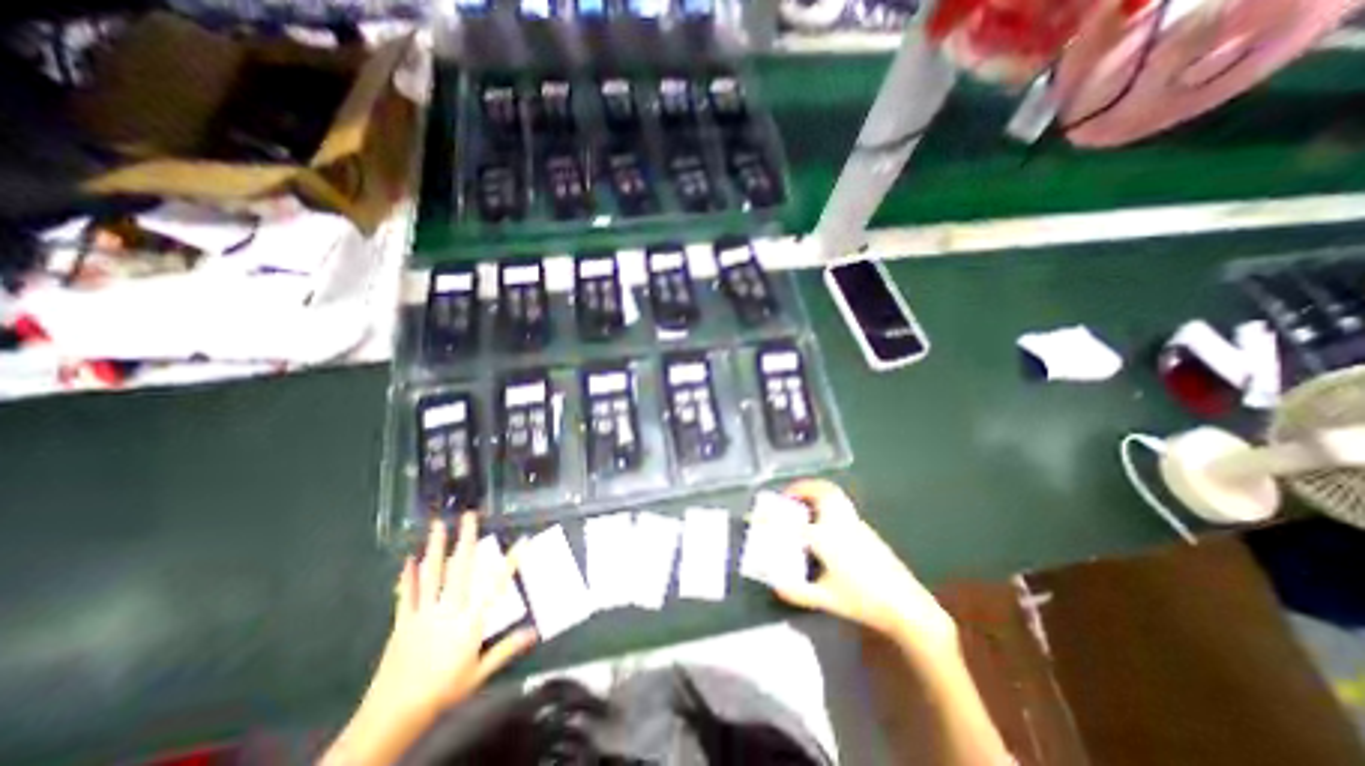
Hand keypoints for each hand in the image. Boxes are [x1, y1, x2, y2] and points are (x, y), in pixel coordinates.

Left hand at [323, 515, 534, 765]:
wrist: (393, 716)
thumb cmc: (443, 692)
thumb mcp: (480, 673)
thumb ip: (507, 648)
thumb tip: (534, 632)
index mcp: (470, 621)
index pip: (496, 585)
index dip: (511, 561)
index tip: (522, 541)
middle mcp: (448, 610)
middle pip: (460, 569)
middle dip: (466, 540)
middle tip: (469, 516)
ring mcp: (423, 613)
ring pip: (432, 574)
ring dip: (436, 548)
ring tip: (438, 525)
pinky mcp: (403, 622)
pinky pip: (407, 594)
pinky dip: (408, 576)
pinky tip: (408, 560)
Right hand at [765, 480, 956, 651]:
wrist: (904, 604)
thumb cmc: (862, 601)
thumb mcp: (826, 599)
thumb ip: (797, 592)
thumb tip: (775, 585)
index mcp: (826, 539)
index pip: (791, 524)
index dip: (770, 518)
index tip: (755, 515)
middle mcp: (838, 523)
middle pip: (820, 492)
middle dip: (801, 488)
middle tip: (787, 495)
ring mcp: (854, 522)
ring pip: (833, 493)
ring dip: (815, 489)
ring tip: (803, 499)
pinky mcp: (863, 526)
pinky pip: (840, 502)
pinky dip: (826, 499)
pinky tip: (822, 516)